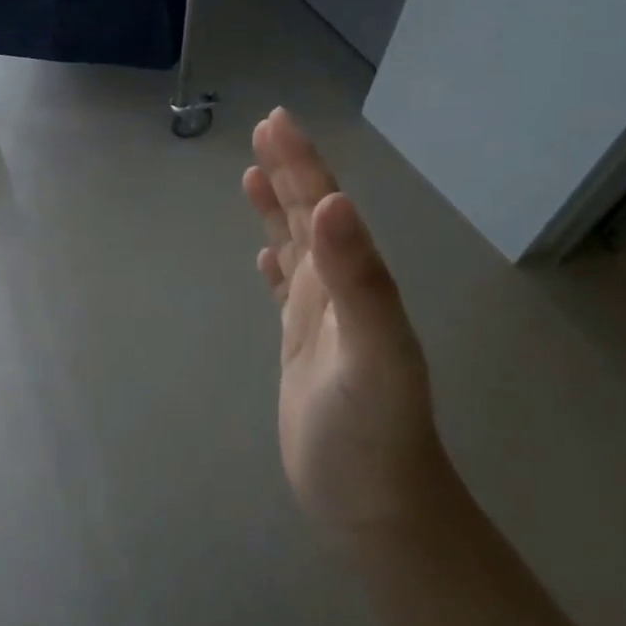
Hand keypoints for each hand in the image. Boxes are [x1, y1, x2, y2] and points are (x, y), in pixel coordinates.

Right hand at [243, 108, 438, 539]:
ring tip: (252, 174)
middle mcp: (340, 288)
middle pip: (312, 216)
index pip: (326, 206)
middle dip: (288, 171)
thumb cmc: (373, 430)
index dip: (302, 163)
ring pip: (297, 246)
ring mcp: (321, 318)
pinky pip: (286, 290)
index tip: (275, 122)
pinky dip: (275, 265)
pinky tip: (266, 255)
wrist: (374, 503)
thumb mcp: (373, 353)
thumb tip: (334, 204)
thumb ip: (358, 279)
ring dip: (279, 209)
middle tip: (262, 129)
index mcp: (355, 280)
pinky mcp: (301, 346)